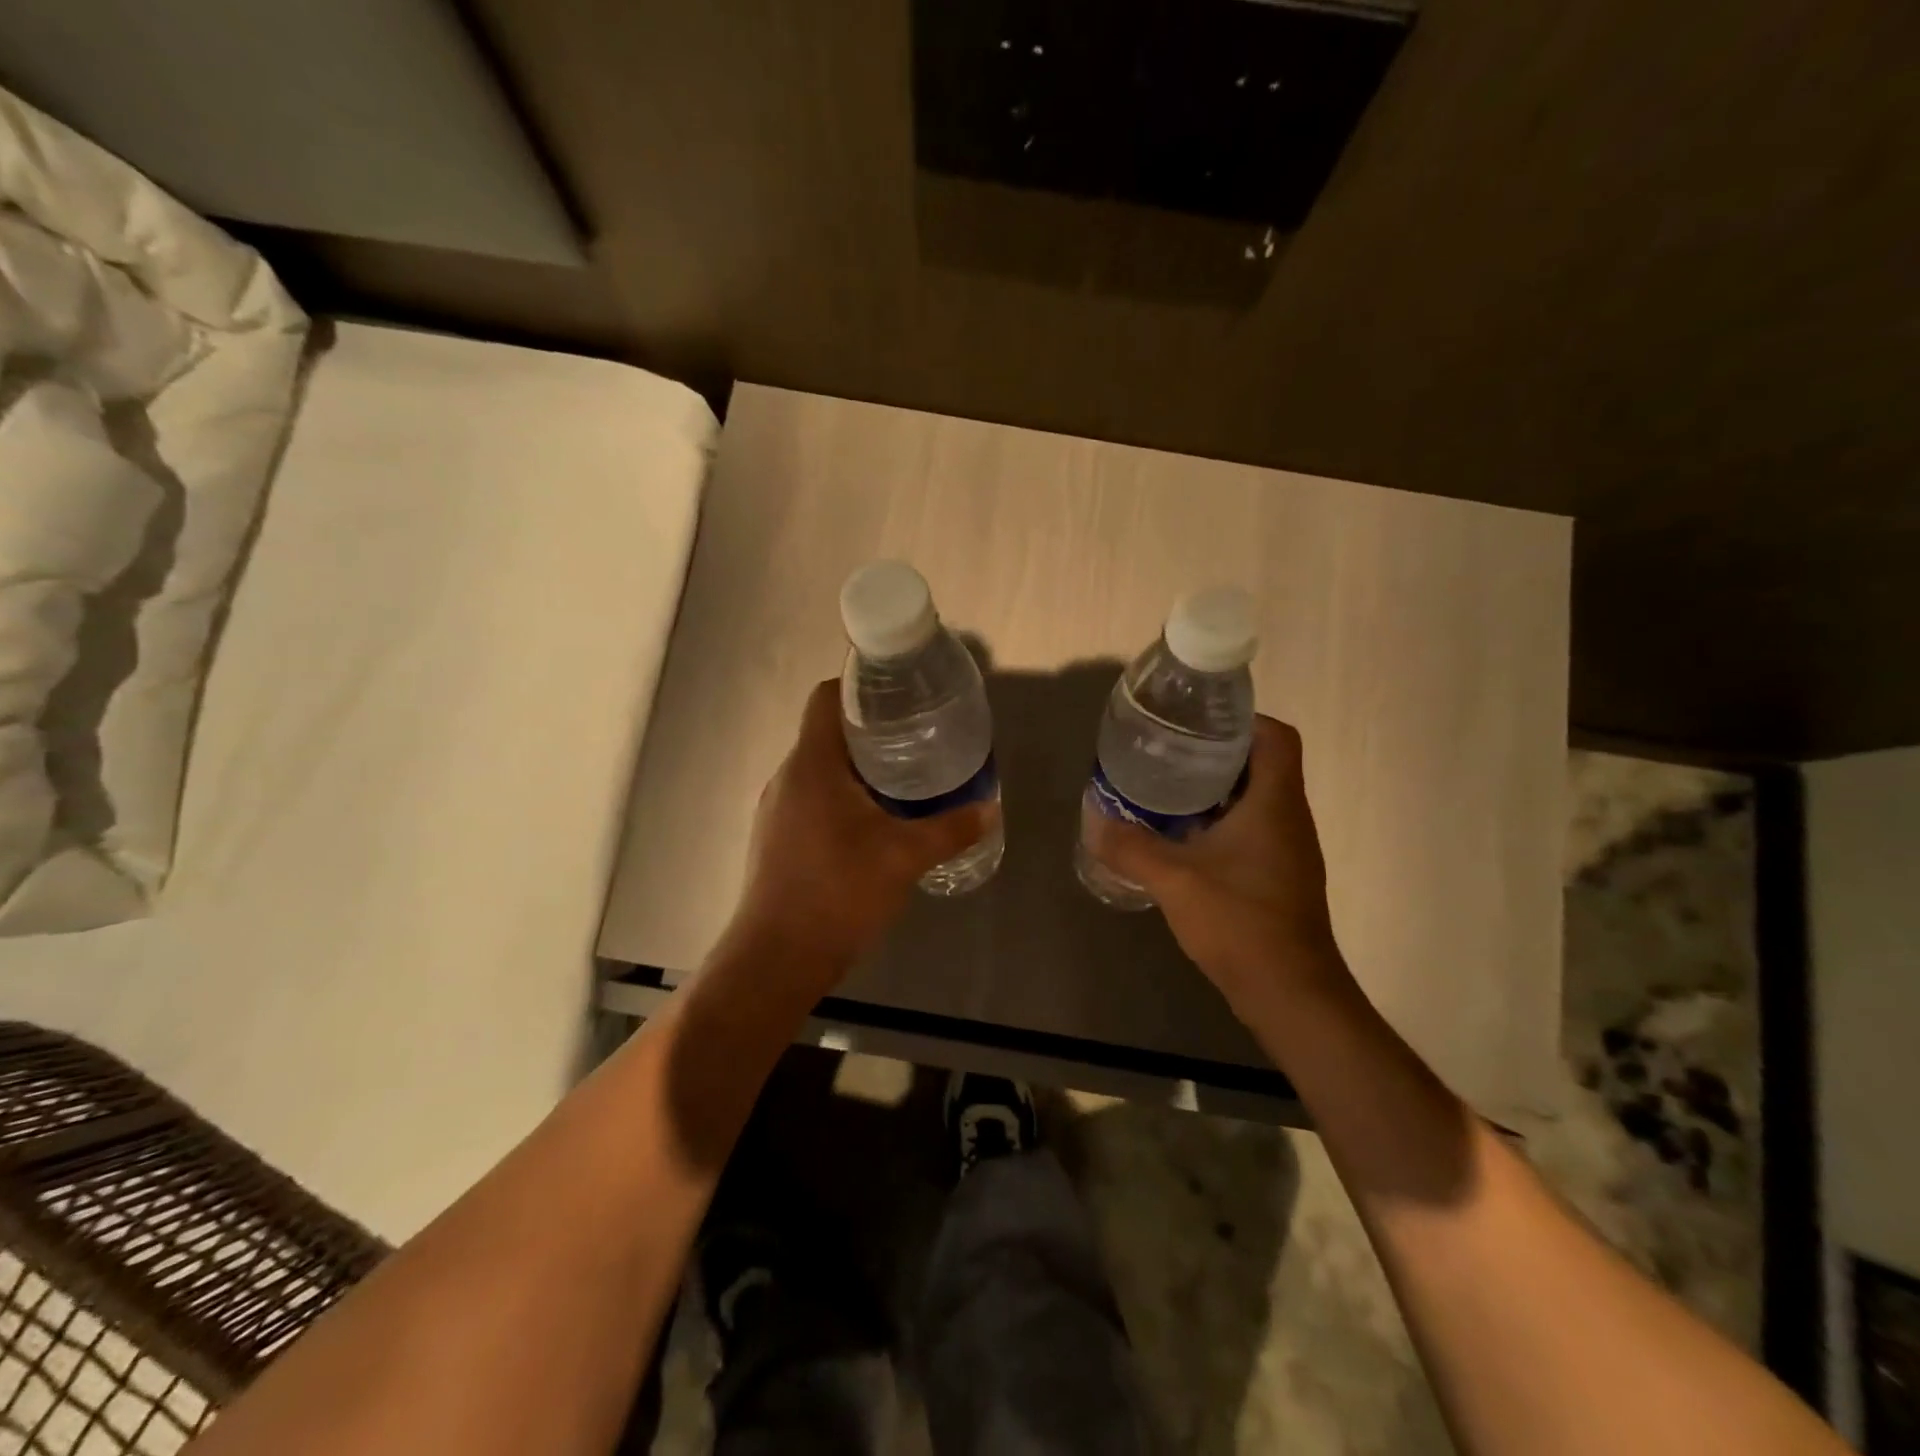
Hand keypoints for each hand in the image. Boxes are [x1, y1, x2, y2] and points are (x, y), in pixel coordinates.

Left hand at [731, 679, 997, 981]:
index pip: (826, 698)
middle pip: (827, 732)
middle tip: (917, 739)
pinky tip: (874, 824)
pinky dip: (842, 797)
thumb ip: (950, 828)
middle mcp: (788, 777)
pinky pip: (812, 799)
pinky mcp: (776, 838)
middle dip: (871, 731)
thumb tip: (989, 808)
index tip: (899, 696)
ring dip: (857, 768)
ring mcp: (776, 809)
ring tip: (903, 779)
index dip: (860, 686)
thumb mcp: (905, 857)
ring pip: (820, 769)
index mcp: (812, 764)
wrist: (778, 958)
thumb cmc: (839, 893)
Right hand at [1087, 716, 1354, 1023]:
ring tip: (1169, 789)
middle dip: (1217, 753)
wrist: (1289, 992)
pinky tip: (1184, 839)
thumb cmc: (1239, 921)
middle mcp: (1289, 817)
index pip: (1276, 737)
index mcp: (1275, 803)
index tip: (1199, 723)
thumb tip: (1096, 823)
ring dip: (1218, 790)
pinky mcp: (1280, 876)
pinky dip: (1221, 823)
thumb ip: (1131, 847)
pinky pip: (1253, 830)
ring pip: (1257, 799)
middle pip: (1263, 764)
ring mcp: (1288, 849)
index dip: (1244, 720)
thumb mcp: (1174, 879)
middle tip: (1170, 753)